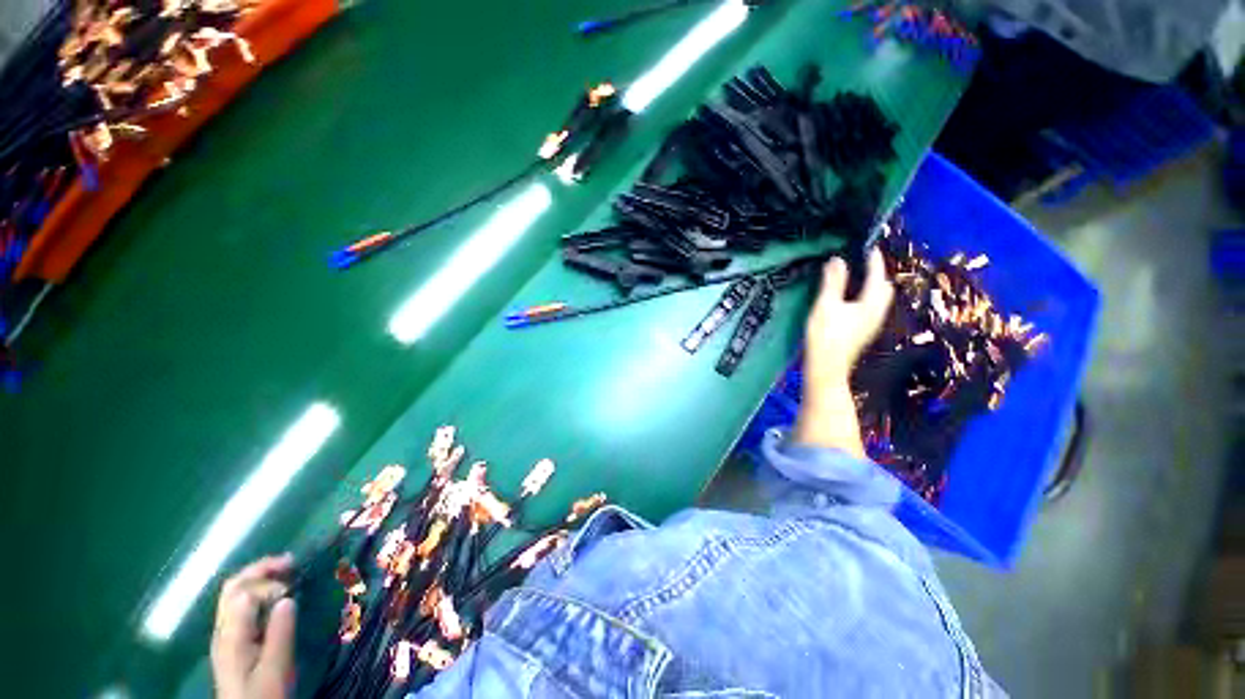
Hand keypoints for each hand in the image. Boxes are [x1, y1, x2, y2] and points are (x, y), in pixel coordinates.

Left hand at [211, 554, 296, 698]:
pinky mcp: (232, 639)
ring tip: (286, 570)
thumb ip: (280, 633)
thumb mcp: (276, 668)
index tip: (293, 591)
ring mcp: (225, 634)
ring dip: (259, 577)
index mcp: (231, 636)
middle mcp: (223, 629)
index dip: (268, 586)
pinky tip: (274, 594)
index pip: (244, 594)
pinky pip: (240, 604)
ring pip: (234, 593)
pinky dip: (257, 590)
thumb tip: (288, 598)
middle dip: (260, 569)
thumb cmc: (263, 694)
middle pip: (233, 587)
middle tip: (291, 561)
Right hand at [794, 250, 891, 456]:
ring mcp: (871, 324)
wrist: (826, 368)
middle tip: (861, 260)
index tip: (867, 244)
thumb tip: (837, 259)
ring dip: (870, 284)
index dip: (873, 259)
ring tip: (855, 275)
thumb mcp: (826, 306)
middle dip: (876, 272)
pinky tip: (849, 297)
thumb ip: (833, 282)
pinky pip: (869, 306)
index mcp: (872, 303)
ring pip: (877, 298)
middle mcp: (877, 312)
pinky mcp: (862, 331)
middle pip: (883, 287)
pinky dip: (864, 296)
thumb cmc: (826, 336)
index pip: (878, 275)